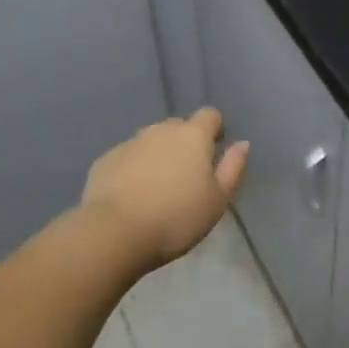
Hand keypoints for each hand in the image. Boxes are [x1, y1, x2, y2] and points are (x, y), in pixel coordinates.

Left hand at [81, 108, 249, 269]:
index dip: (215, 130)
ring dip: (158, 157)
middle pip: (179, 127)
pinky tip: (132, 196)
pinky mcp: (106, 159)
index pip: (210, 115)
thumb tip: (242, 144)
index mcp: (192, 135)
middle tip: (186, 178)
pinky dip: (133, 170)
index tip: (214, 153)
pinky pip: (128, 158)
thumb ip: (233, 168)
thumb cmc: (176, 217)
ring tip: (158, 189)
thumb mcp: (217, 200)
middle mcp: (161, 130)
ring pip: (151, 142)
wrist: (114, 232)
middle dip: (185, 145)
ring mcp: (130, 142)